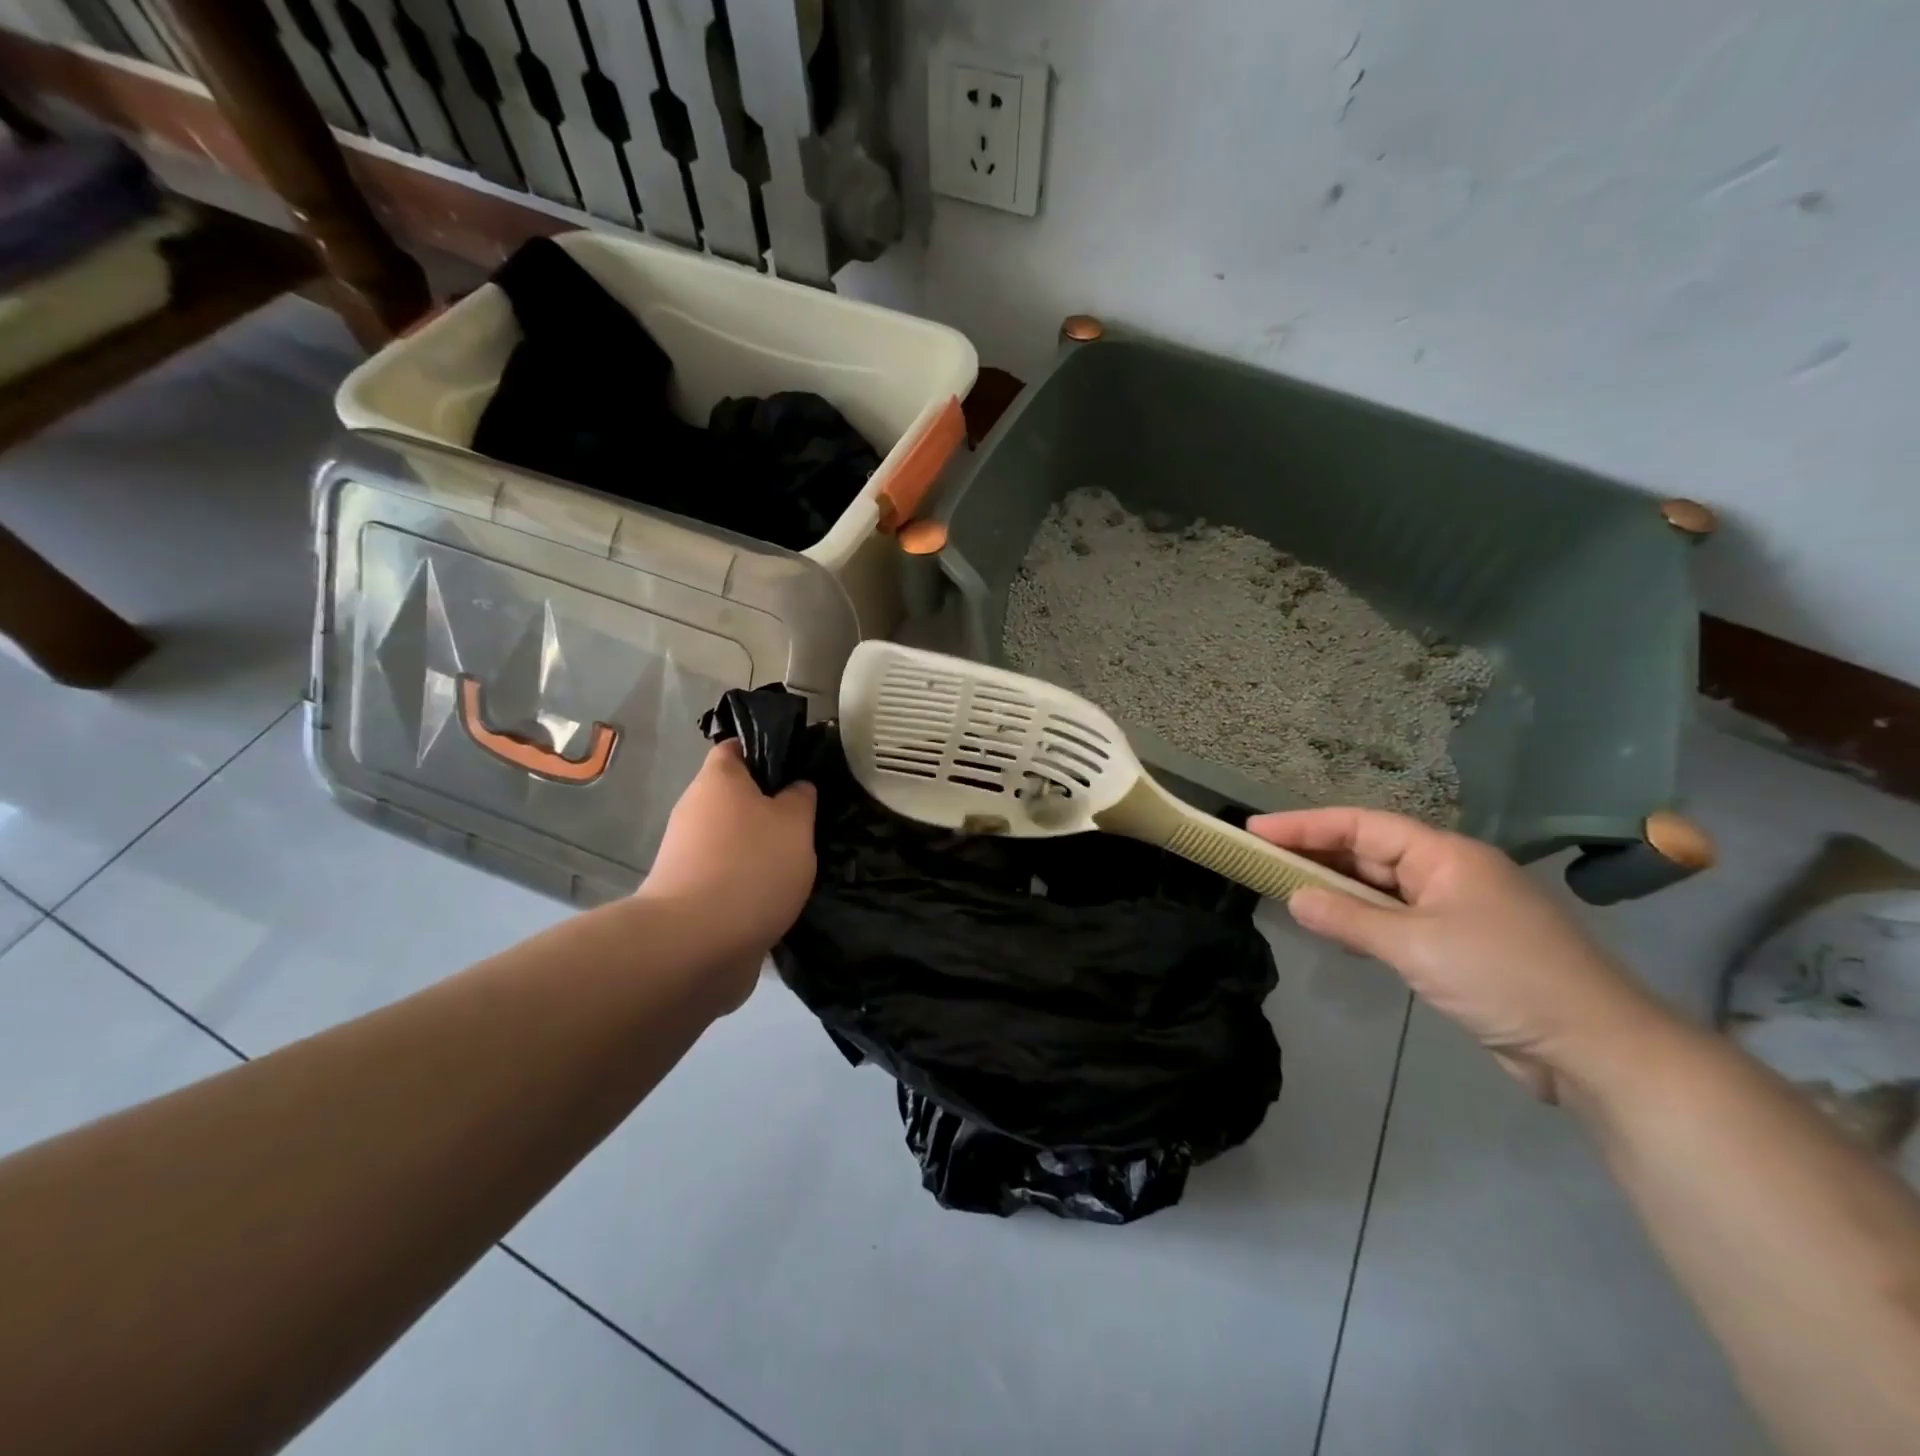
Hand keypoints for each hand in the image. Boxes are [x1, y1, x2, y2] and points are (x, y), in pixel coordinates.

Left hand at [639, 742, 816, 1007]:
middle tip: (810, 821)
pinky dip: (751, 883)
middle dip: (771, 808)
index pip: (737, 747)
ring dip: (763, 849)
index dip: (768, 751)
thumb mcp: (795, 823)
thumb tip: (795, 789)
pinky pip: (728, 875)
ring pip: (734, 839)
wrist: (695, 945)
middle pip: (737, 797)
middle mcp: (695, 811)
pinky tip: (780, 897)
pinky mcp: (689, 895)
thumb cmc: (751, 867)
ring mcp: (687, 855)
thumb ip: (800, 798)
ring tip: (802, 863)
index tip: (800, 768)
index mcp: (717, 780)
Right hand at [1249, 807, 1669, 1101]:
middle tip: (1259, 857)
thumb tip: (1293, 897)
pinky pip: (1395, 920)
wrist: (1597, 1049)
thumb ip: (1349, 920)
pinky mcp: (1458, 946)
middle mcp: (1448, 874)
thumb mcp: (1416, 947)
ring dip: (1336, 888)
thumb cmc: (1504, 979)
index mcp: (1445, 856)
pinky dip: (1360, 920)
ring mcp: (1456, 910)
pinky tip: (1333, 927)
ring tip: (1283, 886)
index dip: (1305, 825)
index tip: (1256, 828)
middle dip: (1315, 853)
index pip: (1362, 827)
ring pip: (1381, 888)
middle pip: (1369, 852)